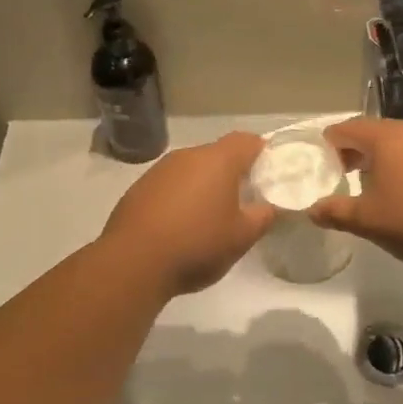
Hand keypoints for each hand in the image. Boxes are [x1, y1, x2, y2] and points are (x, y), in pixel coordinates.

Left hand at [99, 133, 275, 295]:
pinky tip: (180, 226)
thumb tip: (270, 206)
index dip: (260, 152)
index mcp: (217, 161)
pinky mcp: (138, 189)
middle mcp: (187, 156)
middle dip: (232, 173)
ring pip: (191, 170)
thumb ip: (263, 217)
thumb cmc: (197, 244)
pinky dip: (180, 198)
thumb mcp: (242, 237)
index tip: (267, 172)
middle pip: (217, 154)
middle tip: (243, 200)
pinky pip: (169, 185)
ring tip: (210, 217)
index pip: (246, 140)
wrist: (132, 263)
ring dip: (203, 186)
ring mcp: (159, 171)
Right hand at [308, 118, 402, 271]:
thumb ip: (335, 211)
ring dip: (380, 157)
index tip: (320, 162)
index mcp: (387, 137)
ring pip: (399, 141)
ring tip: (372, 185)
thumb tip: (312, 210)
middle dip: (354, 150)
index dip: (329, 143)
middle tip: (341, 174)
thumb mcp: (368, 221)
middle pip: (374, 131)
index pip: (347, 128)